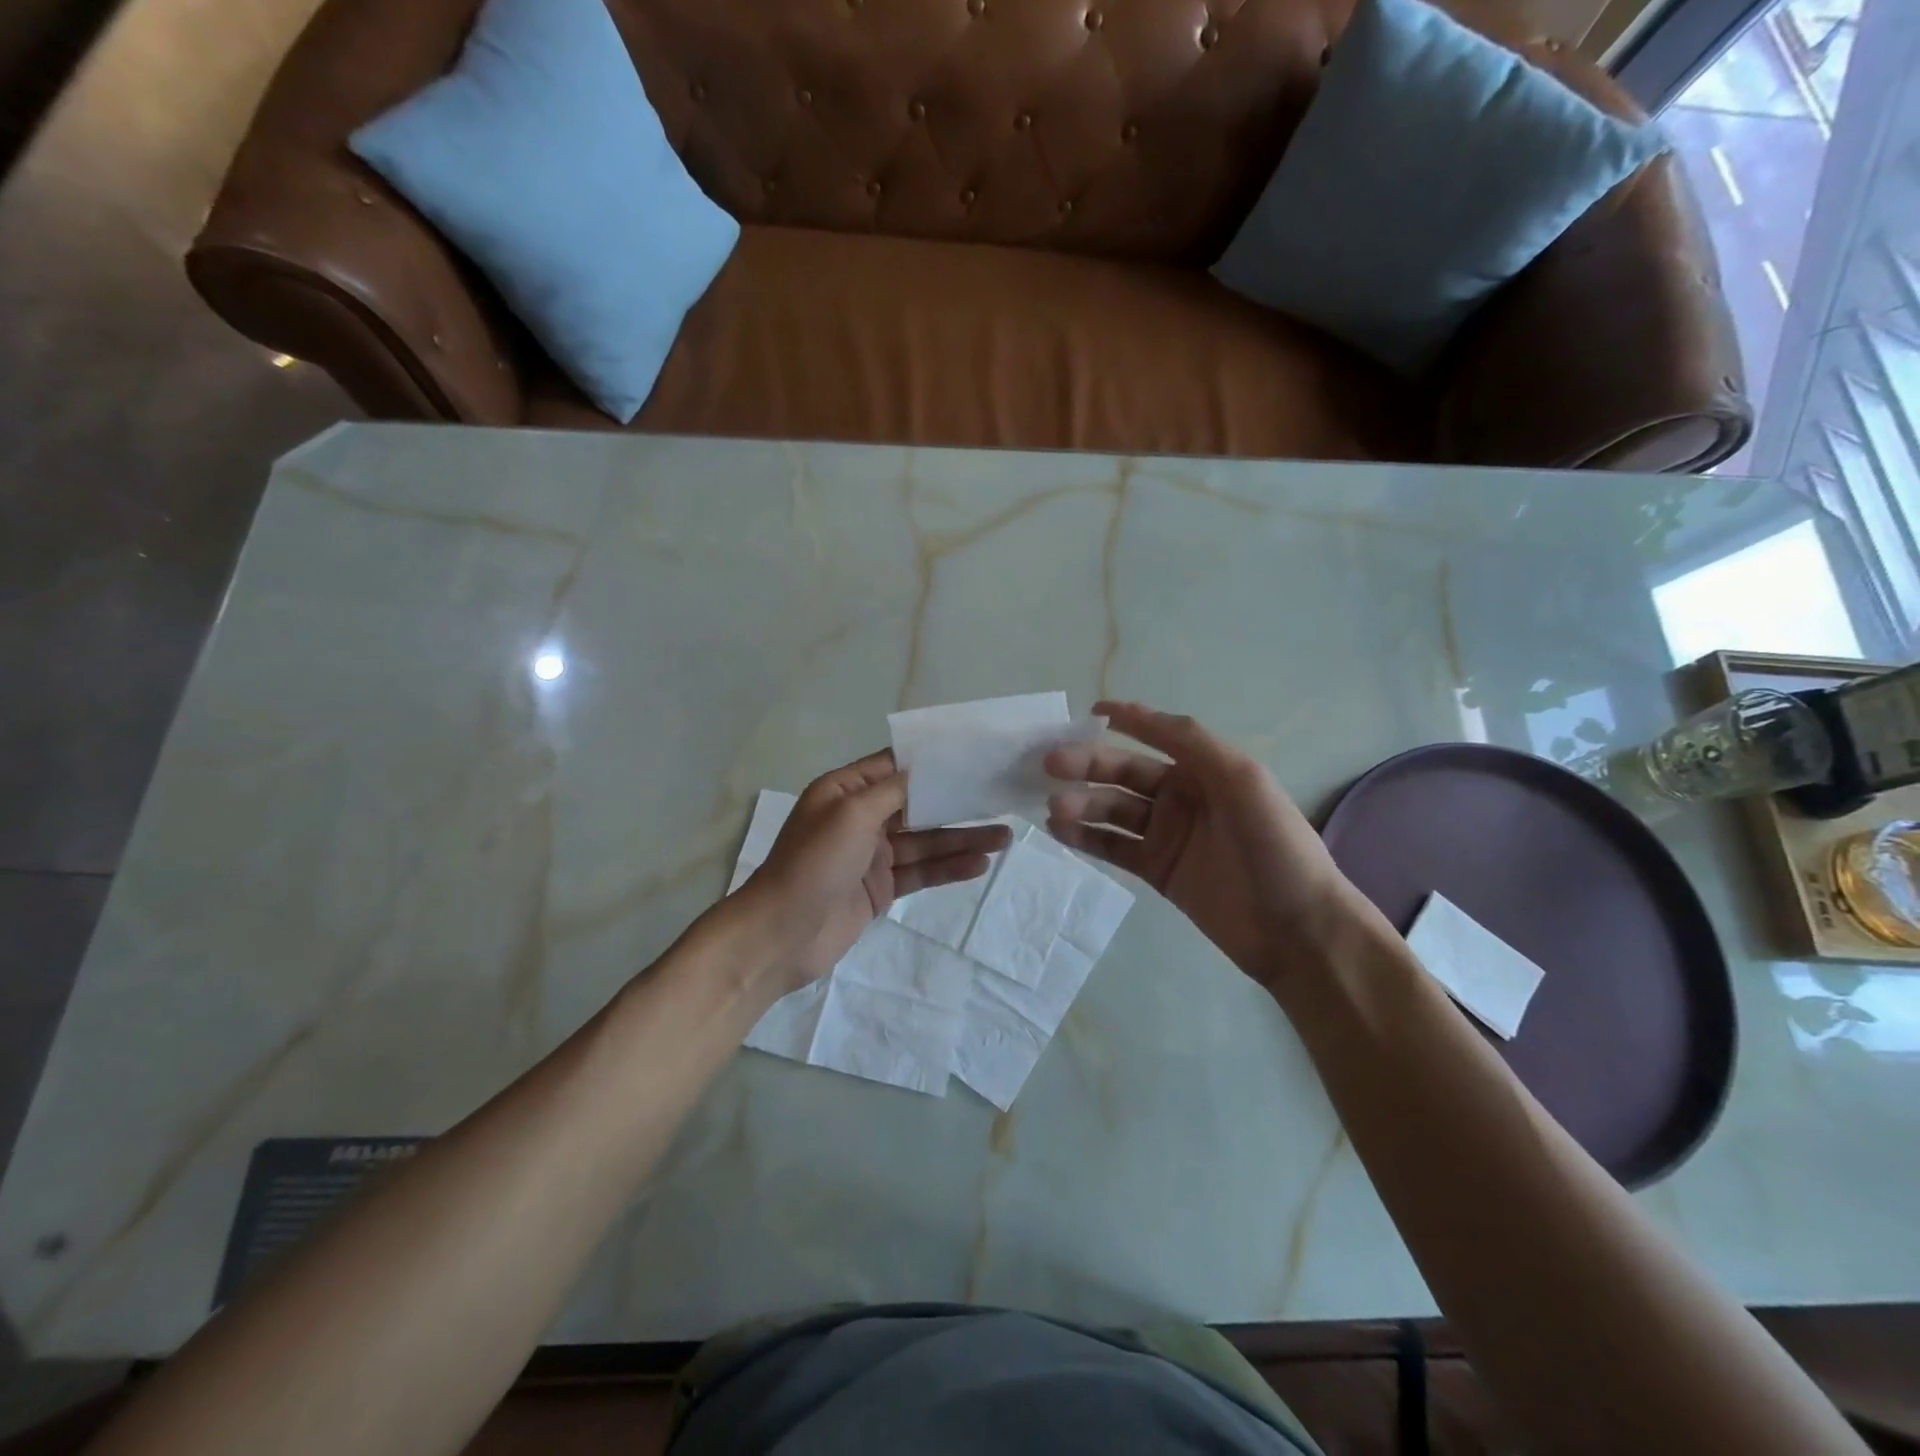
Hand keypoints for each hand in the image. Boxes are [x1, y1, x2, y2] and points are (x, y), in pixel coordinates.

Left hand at [740, 751, 1010, 991]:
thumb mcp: (851, 815)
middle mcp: (859, 818)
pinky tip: (979, 864)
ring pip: (925, 841)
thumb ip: (891, 791)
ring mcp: (871, 855)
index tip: (972, 757)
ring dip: (961, 838)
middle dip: (956, 803)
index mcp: (844, 791)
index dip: (931, 762)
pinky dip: (948, 868)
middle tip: (999, 799)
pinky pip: (920, 872)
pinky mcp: (880, 888)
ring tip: (1004, 837)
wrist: (781, 935)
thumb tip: (921, 769)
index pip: (894, 767)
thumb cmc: (814, 864)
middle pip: (917, 805)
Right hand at [1045, 702, 1360, 991]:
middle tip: (1050, 765)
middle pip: (1125, 772)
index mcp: (1206, 768)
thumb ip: (1193, 743)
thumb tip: (1140, 716)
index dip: (1128, 719)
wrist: (1296, 928)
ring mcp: (1167, 835)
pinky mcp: (1156, 871)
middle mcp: (1183, 796)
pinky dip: (1086, 837)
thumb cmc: (1274, 845)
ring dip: (1082, 803)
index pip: (1159, 734)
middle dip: (1088, 765)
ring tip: (1053, 806)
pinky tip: (1060, 830)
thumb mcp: (1242, 780)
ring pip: (1113, 810)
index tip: (1090, 711)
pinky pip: (1113, 847)